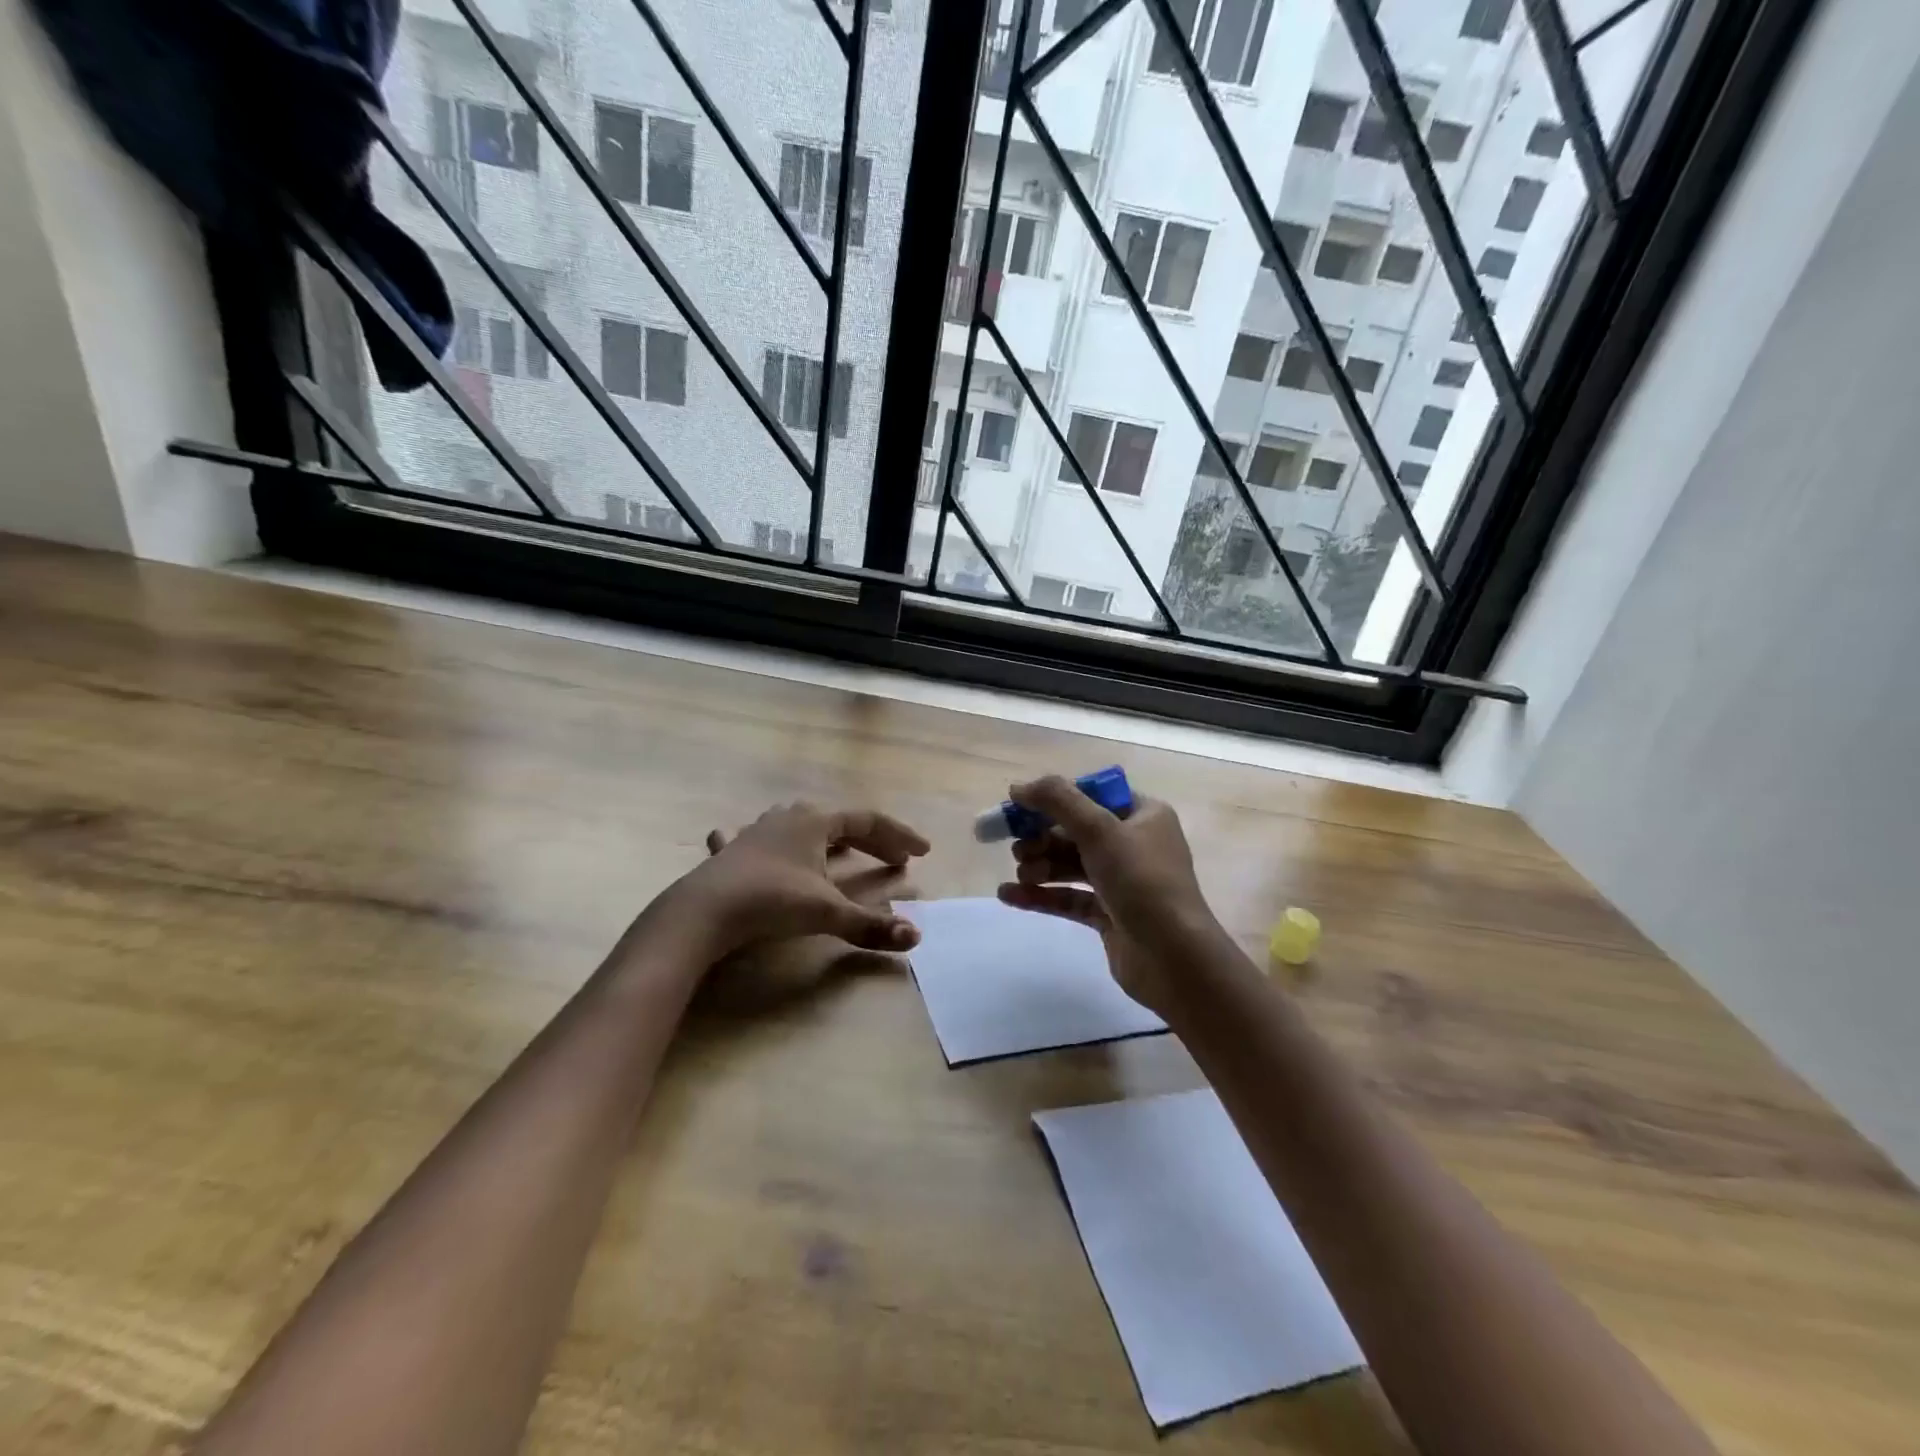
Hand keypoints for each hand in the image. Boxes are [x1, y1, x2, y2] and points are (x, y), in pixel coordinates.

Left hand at [691, 826, 916, 1018]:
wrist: (704, 910)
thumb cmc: (772, 900)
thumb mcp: (826, 912)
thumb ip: (870, 925)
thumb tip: (916, 937)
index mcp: (816, 822)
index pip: (868, 821)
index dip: (898, 836)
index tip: (922, 853)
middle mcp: (789, 818)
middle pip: (840, 823)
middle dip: (871, 841)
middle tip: (896, 860)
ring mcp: (757, 831)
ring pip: (799, 826)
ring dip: (825, 838)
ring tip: (839, 851)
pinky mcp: (732, 852)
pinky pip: (753, 840)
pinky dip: (763, 844)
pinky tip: (737, 838)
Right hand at [995, 775, 1224, 1018]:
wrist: (1173, 958)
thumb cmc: (1142, 881)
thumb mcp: (1100, 830)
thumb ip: (1058, 801)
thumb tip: (1018, 786)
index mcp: (1144, 815)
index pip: (1092, 796)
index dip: (1055, 799)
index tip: (1020, 807)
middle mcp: (1135, 844)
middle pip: (1077, 831)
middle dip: (1043, 838)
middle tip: (1018, 849)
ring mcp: (1123, 882)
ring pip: (1071, 865)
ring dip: (1041, 865)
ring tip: (1022, 874)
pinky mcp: (1110, 916)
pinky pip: (1070, 898)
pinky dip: (1042, 895)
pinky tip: (1009, 895)